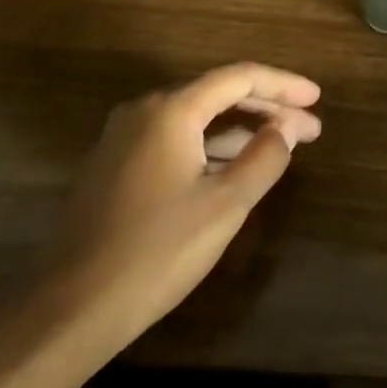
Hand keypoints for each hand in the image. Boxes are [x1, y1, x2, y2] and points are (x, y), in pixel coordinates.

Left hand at [38, 64, 320, 347]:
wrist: (69, 309)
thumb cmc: (156, 252)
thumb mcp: (224, 206)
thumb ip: (264, 158)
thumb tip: (286, 128)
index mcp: (171, 109)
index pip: (239, 78)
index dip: (283, 85)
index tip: (317, 98)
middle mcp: (144, 110)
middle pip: (217, 94)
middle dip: (266, 108)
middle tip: (309, 127)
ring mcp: (123, 137)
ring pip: (195, 119)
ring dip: (240, 130)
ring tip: (282, 146)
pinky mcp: (114, 165)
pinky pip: (174, 139)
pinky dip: (210, 146)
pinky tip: (235, 167)